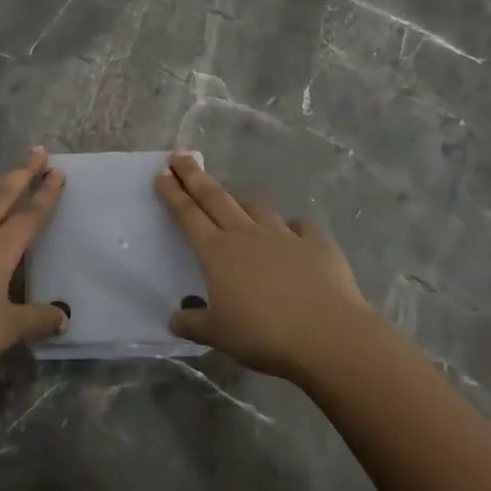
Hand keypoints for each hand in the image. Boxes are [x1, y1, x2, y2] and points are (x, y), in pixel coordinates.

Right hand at [157, 151, 371, 382]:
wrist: (328, 335)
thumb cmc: (263, 335)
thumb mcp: (218, 335)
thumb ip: (193, 323)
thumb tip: (174, 318)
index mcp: (217, 252)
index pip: (187, 215)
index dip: (172, 193)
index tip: (162, 172)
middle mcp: (246, 235)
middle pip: (215, 198)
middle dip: (195, 176)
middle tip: (181, 155)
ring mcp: (284, 236)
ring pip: (255, 208)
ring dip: (240, 199)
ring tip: (232, 195)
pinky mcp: (317, 245)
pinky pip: (301, 228)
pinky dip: (293, 226)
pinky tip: (293, 229)